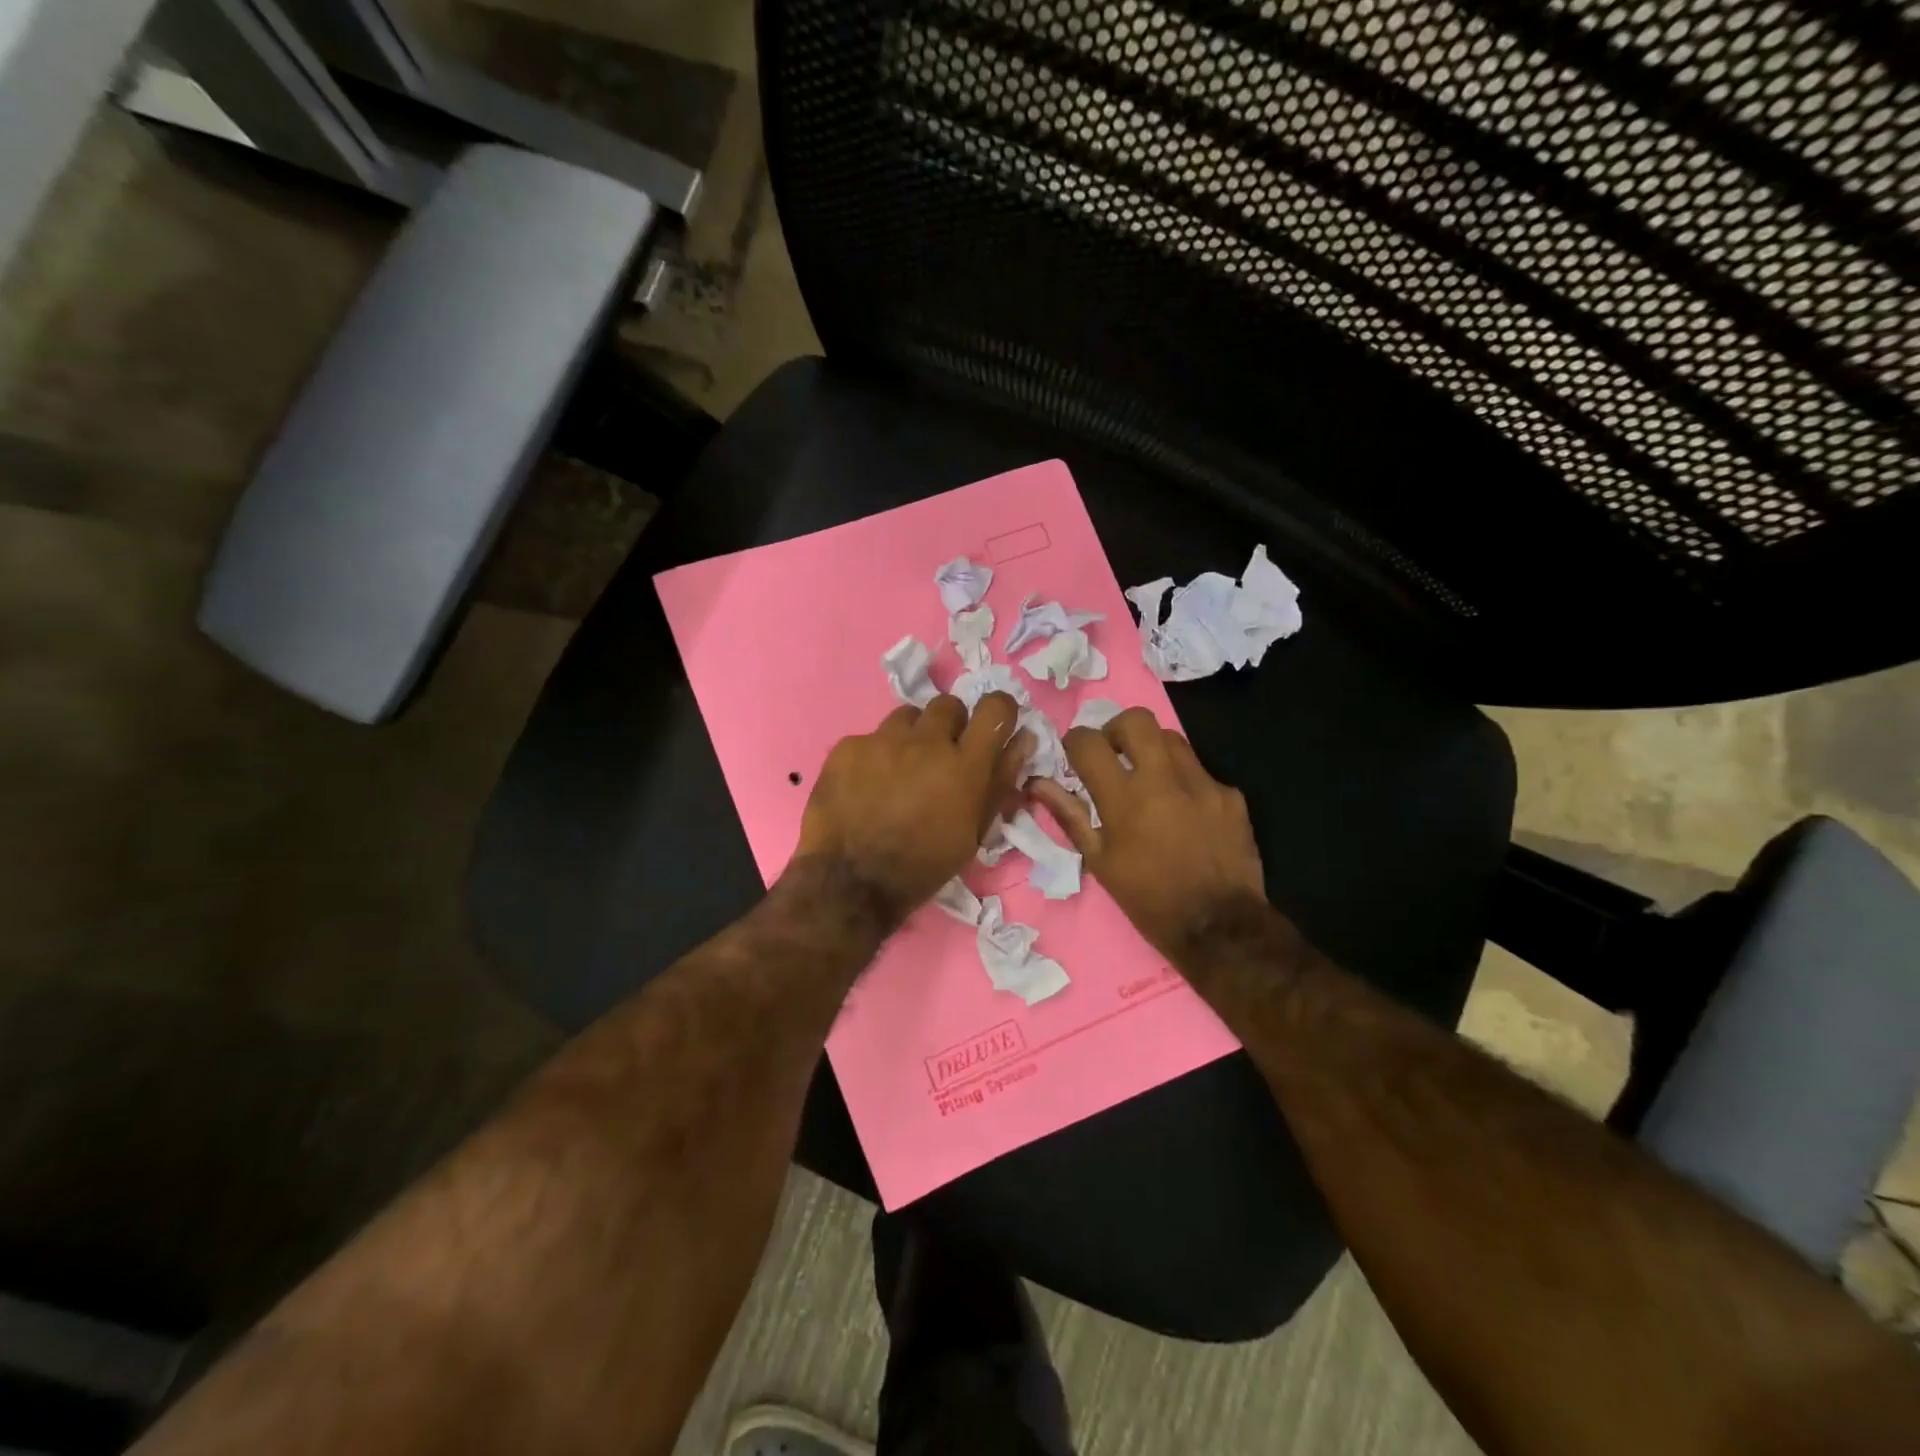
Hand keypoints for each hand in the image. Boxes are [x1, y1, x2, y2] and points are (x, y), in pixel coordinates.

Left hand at [794, 692, 1030, 924]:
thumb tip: (1023, 740)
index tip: (991, 727)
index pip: (995, 708)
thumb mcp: (974, 833)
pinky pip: (870, 738)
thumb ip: (1000, 781)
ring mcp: (883, 740)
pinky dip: (875, 756)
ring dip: (912, 737)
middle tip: (940, 757)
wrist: (850, 883)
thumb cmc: (924, 866)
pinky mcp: (848, 746)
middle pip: (948, 705)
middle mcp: (926, 742)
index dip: (998, 712)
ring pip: (908, 717)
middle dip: (950, 725)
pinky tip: (867, 785)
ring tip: (901, 770)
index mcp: (965, 765)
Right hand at [1030, 708, 1264, 959]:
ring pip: (1171, 737)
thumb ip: (1069, 815)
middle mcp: (1163, 779)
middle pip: (1136, 719)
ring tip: (1148, 779)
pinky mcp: (1230, 794)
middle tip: (1113, 754)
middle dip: (1116, 729)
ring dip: (1152, 750)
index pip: (1088, 742)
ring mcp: (1202, 783)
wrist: (1219, 927)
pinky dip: (1184, 782)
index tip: (1076, 756)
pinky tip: (1184, 812)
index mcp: (1124, 799)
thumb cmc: (1148, 899)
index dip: (1075, 742)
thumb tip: (1038, 784)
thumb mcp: (1099, 861)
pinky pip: (1199, 771)